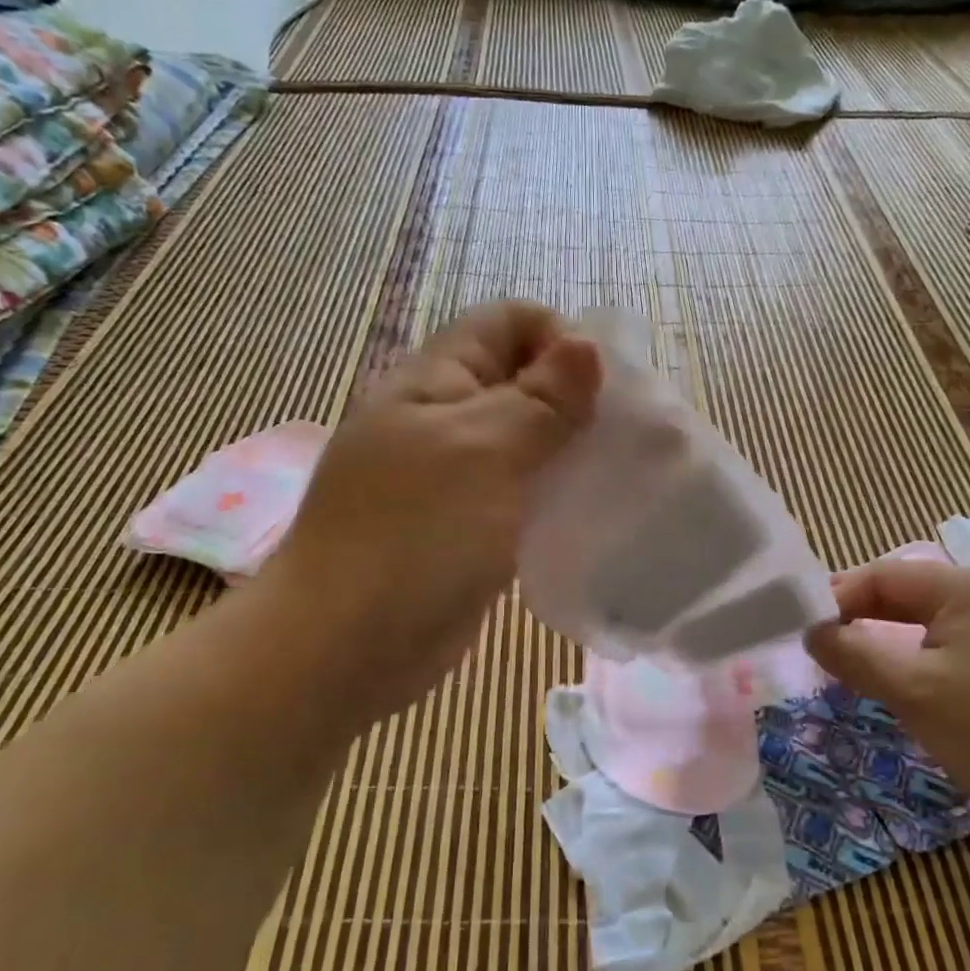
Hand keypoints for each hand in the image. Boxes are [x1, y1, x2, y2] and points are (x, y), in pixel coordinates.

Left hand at [257, 301, 600, 726]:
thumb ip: (540, 399)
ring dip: (569, 451)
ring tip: (616, 475)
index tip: (603, 388)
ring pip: (524, 443)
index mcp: (435, 381)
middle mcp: (443, 420)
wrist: (345, 647)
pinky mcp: (466, 528)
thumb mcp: (484, 451)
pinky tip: (586, 516)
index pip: (507, 323)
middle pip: (520, 382)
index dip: (559, 338)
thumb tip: (586, 345)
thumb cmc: (414, 536)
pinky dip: (553, 497)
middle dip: (575, 399)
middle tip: (624, 436)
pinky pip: (519, 495)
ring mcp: (452, 478)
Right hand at [805, 557, 969, 830]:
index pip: (882, 575)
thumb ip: (854, 655)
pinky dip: (917, 658)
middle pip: (904, 595)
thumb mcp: (912, 690)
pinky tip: (906, 686)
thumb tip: (811, 633)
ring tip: (855, 669)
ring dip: (886, 641)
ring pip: (926, 623)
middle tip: (825, 651)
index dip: (838, 598)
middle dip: (860, 620)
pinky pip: (950, 646)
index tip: (805, 631)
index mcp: (964, 588)